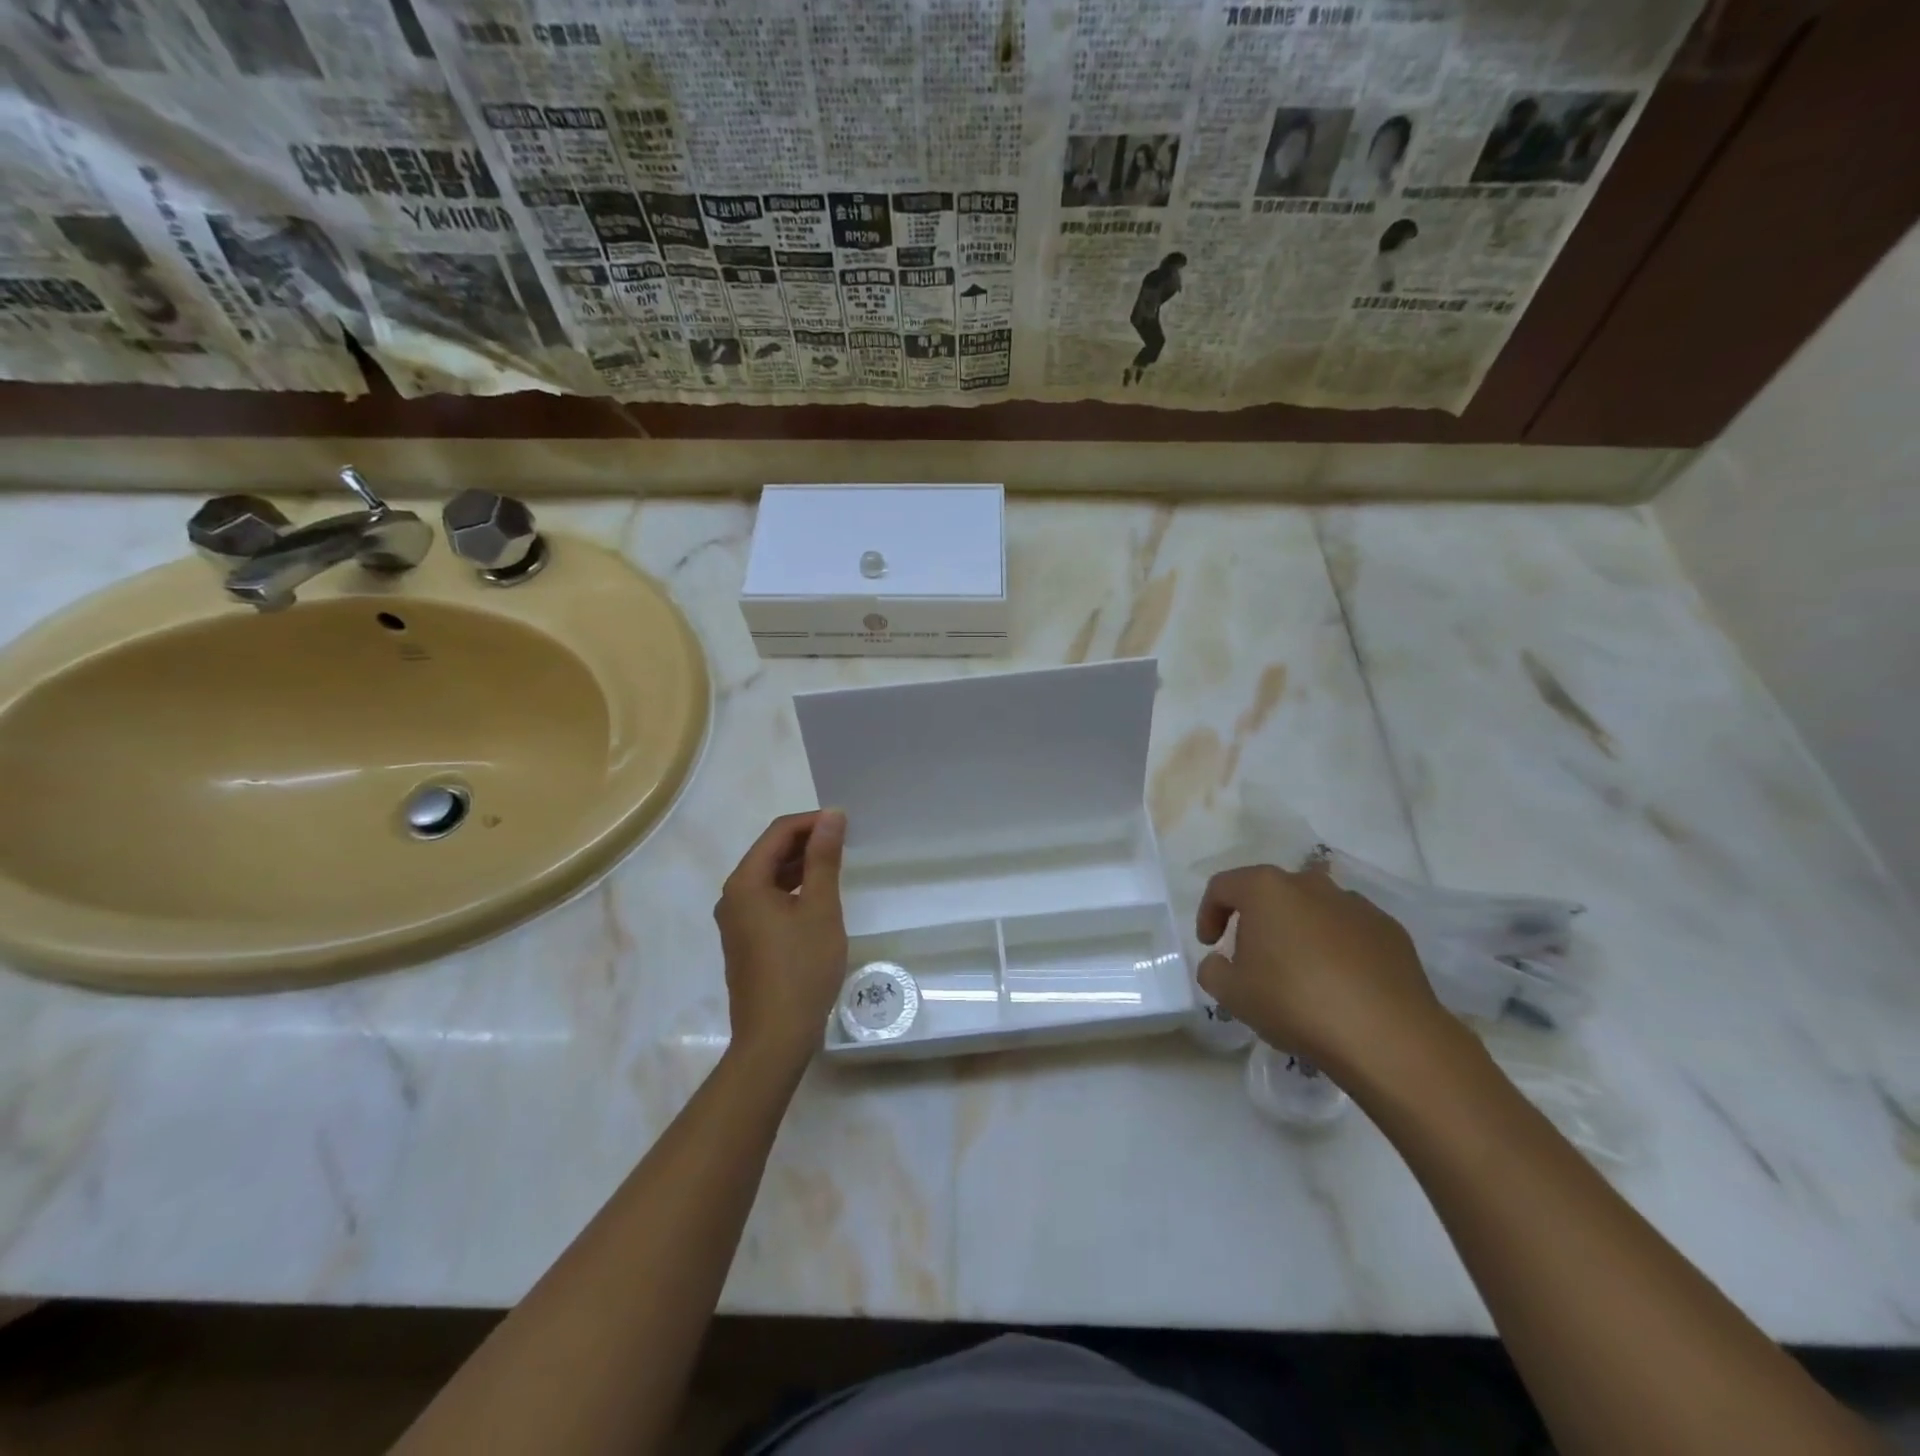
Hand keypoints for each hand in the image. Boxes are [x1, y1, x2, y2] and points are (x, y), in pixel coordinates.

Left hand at [714, 810, 848, 1074]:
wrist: (775, 1038)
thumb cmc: (801, 969)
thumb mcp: (820, 909)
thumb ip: (824, 859)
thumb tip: (831, 817)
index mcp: (745, 883)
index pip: (778, 833)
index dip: (812, 821)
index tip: (846, 822)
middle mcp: (733, 897)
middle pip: (769, 853)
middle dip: (806, 841)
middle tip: (846, 840)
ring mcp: (736, 922)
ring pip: (770, 878)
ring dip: (801, 865)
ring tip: (836, 863)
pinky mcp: (745, 942)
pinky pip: (769, 900)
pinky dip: (793, 889)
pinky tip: (818, 897)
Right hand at [1196, 861, 1449, 1080]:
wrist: (1385, 1034)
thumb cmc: (1294, 1002)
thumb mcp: (1231, 993)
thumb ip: (1213, 970)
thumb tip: (1220, 962)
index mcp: (1266, 889)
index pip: (1223, 887)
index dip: (1208, 914)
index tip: (1210, 945)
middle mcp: (1310, 883)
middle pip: (1271, 893)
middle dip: (1256, 921)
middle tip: (1252, 959)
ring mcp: (1355, 904)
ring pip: (1313, 910)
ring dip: (1298, 932)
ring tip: (1300, 975)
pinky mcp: (1390, 930)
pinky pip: (1349, 931)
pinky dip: (1336, 948)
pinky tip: (1339, 986)